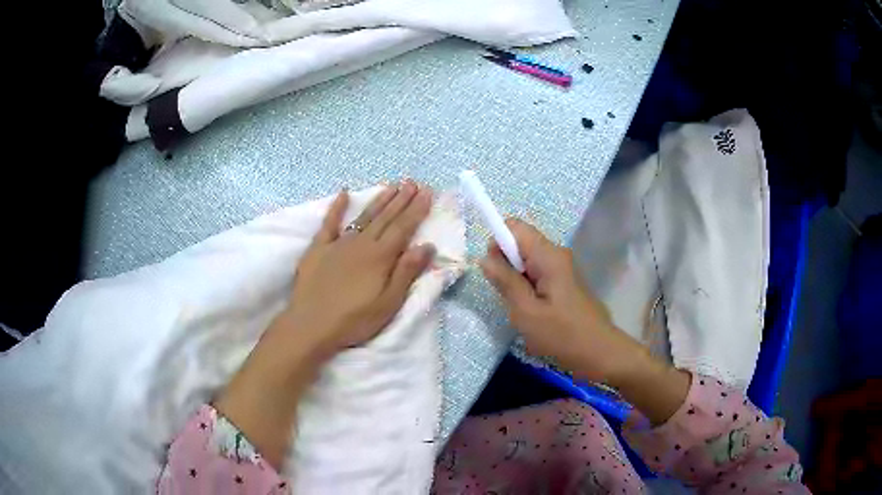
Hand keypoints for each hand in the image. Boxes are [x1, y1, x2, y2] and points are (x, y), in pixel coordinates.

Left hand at [215, 180, 435, 468]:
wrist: (311, 325)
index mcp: (380, 257)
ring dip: (379, 200)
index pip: (403, 227)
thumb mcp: (388, 303)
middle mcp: (361, 243)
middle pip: (385, 217)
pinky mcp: (318, 248)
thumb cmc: (353, 319)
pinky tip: (343, 193)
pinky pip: (329, 223)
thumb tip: (426, 246)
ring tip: (392, 186)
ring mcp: (338, 243)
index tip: (427, 192)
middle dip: (401, 199)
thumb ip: (406, 273)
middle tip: (413, 182)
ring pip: (363, 216)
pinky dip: (336, 208)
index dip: (416, 209)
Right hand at [480, 218, 688, 423]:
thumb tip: (485, 257)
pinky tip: (533, 312)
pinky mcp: (565, 282)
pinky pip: (538, 274)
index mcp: (548, 256)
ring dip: (516, 280)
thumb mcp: (526, 312)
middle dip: (505, 264)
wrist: (601, 353)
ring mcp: (563, 268)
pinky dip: (528, 288)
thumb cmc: (563, 335)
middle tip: (508, 297)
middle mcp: (557, 254)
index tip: (495, 272)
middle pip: (521, 243)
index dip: (497, 242)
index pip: (514, 226)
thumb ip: (505, 281)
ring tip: (521, 308)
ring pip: (527, 261)